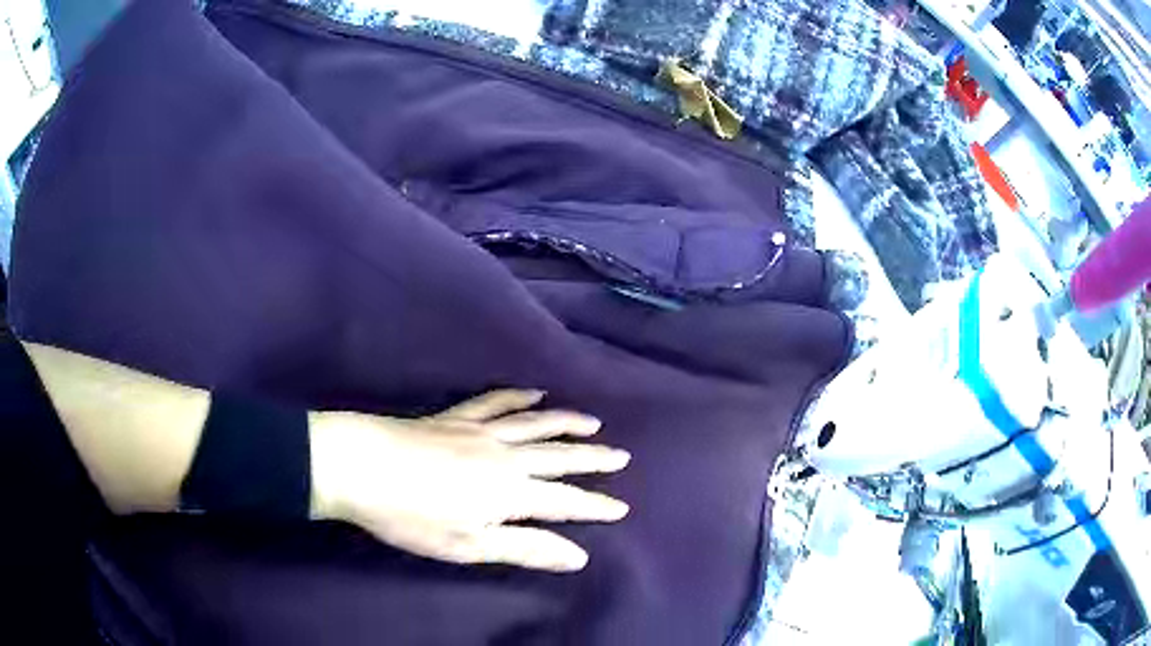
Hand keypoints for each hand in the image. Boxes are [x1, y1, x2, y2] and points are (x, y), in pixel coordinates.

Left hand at [309, 390, 629, 572]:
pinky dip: (517, 397)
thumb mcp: (469, 545)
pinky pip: (494, 402)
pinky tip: (532, 393)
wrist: (357, 466)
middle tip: (621, 455)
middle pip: (558, 455)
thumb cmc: (411, 516)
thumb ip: (525, 548)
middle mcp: (504, 455)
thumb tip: (579, 556)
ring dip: (566, 423)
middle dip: (593, 458)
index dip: (595, 505)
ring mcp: (478, 431)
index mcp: (510, 491)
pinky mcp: (454, 418)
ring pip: (534, 424)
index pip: (565, 500)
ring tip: (592, 423)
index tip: (622, 506)